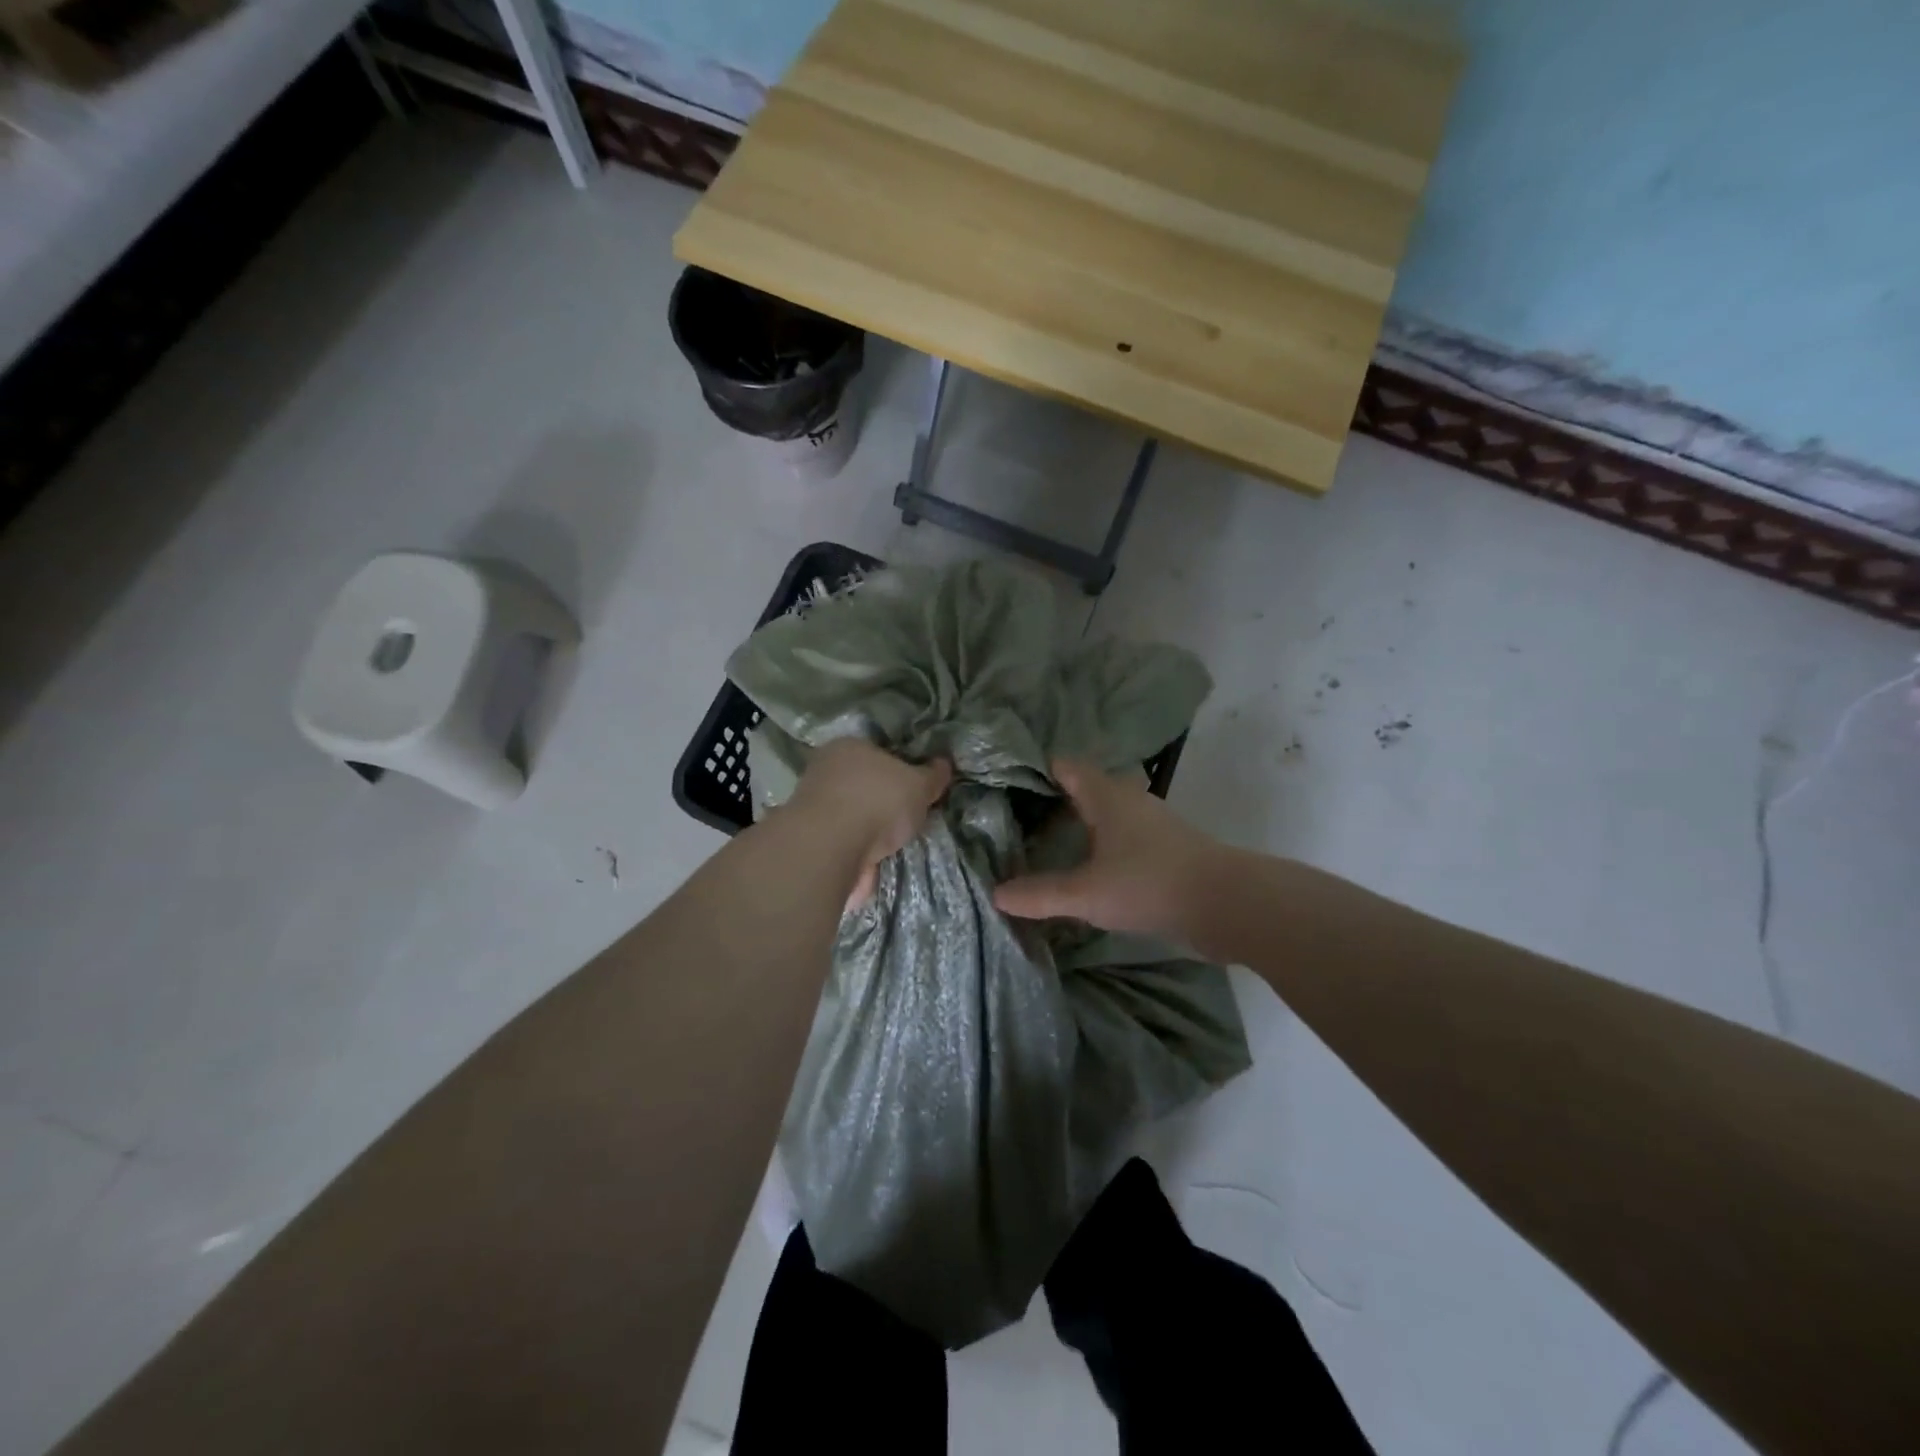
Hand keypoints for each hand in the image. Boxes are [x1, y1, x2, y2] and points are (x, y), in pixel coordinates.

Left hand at [789, 739, 952, 909]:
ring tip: (894, 848)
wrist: (830, 849)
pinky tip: (876, 866)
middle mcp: (825, 771)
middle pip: (864, 786)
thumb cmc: (877, 801)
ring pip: (852, 818)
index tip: (917, 789)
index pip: (879, 752)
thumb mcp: (919, 784)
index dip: (901, 768)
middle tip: (909, 819)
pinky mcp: (810, 843)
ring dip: (870, 833)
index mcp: (848, 746)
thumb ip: (932, 775)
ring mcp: (812, 808)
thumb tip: (943, 764)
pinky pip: (844, 846)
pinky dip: (859, 856)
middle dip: (884, 803)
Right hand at [994, 759, 1225, 938]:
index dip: (1039, 769)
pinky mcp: (1168, 851)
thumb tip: (996, 894)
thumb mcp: (1086, 893)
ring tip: (1049, 843)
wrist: (1227, 904)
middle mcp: (1130, 801)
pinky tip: (1090, 870)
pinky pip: (1125, 839)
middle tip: (1021, 817)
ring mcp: (1153, 825)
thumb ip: (1041, 894)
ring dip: (1083, 825)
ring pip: (1108, 815)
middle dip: (1057, 799)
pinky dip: (1103, 847)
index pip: (1068, 766)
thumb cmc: (1149, 883)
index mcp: (1107, 796)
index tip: (1008, 782)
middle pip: (1088, 788)